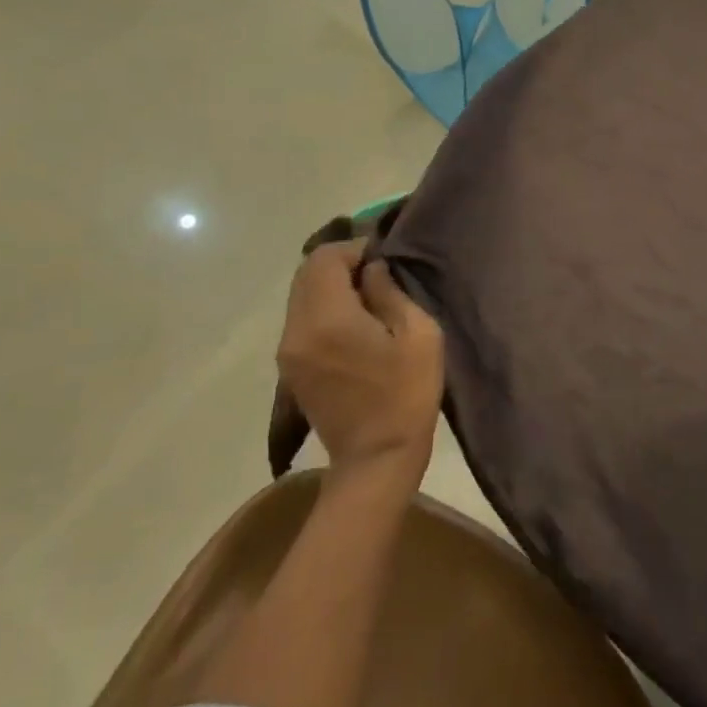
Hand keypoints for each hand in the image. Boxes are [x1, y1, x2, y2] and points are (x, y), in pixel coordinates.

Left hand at [276, 241, 443, 477]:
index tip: (383, 257)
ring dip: (329, 285)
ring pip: (300, 295)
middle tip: (376, 273)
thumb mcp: (418, 334)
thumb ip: (390, 292)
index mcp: (328, 318)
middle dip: (339, 263)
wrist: (376, 458)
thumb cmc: (406, 394)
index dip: (354, 248)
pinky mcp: (290, 367)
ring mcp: (288, 351)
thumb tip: (372, 270)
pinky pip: (301, 318)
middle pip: (305, 272)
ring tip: (366, 296)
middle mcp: (297, 329)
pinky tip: (352, 321)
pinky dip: (322, 306)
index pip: (325, 258)